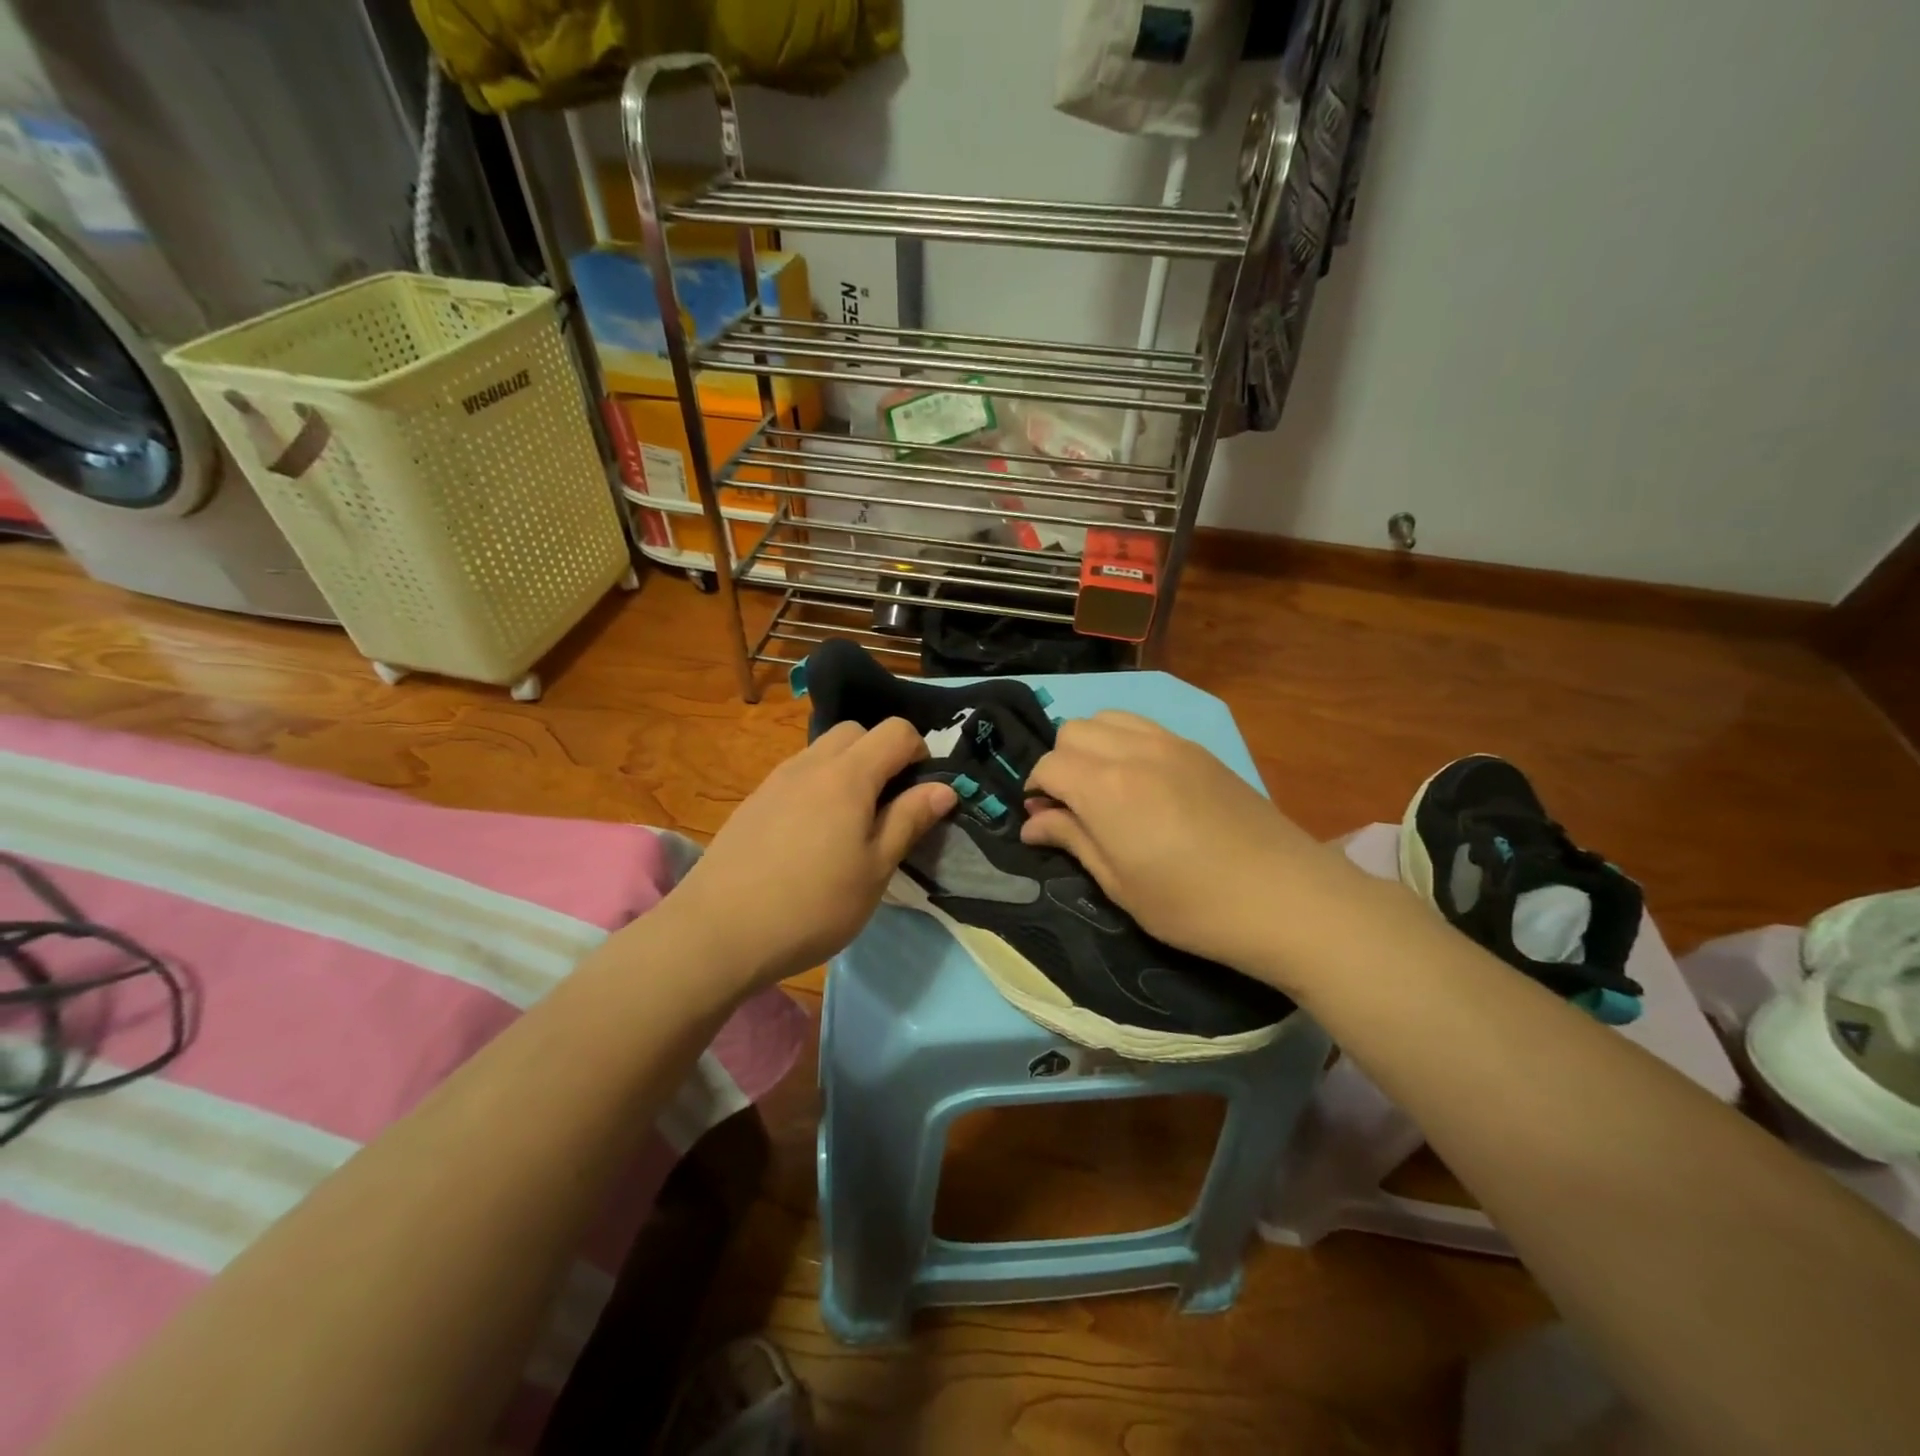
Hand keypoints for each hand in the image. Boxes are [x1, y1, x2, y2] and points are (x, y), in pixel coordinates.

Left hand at [665, 719, 956, 991]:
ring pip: (823, 751)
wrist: (717, 932)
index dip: (919, 752)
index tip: (921, 793)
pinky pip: (797, 774)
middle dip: (881, 754)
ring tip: (850, 824)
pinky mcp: (753, 801)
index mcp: (848, 775)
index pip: (895, 731)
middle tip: (887, 805)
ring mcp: (776, 780)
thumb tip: (944, 787)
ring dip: (847, 770)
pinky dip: (818, 786)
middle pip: (856, 731)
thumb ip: (909, 820)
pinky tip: (811, 836)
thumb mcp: (875, 870)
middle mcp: (810, 764)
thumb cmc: (812, 905)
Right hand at [1022, 712, 1348, 981]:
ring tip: (1102, 787)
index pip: (1048, 764)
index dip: (1035, 789)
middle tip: (1071, 805)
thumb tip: (1032, 824)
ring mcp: (1170, 743)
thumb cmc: (1191, 905)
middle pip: (1073, 731)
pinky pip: (1143, 726)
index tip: (1041, 819)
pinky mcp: (1198, 749)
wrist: (1285, 897)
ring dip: (1091, 745)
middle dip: (1059, 762)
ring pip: (1108, 718)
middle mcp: (1133, 751)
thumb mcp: (1120, 884)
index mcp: (1106, 788)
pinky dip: (1123, 741)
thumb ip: (1072, 840)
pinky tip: (1139, 781)